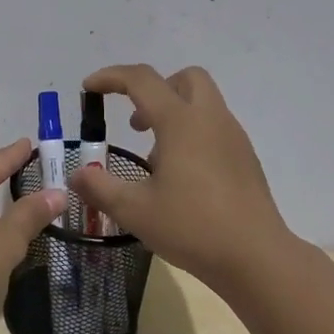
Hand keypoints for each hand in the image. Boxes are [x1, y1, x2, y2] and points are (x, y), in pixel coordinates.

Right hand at [71, 64, 291, 291]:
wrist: (256, 256)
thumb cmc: (192, 227)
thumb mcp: (134, 210)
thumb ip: (99, 188)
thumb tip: (77, 175)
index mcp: (181, 122)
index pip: (142, 80)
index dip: (111, 77)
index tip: (88, 88)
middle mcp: (211, 119)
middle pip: (185, 78)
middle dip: (154, 89)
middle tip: (135, 123)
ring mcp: (233, 138)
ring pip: (202, 103)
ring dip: (173, 114)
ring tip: (154, 160)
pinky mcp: (245, 159)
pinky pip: (214, 128)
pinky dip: (192, 135)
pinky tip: (181, 178)